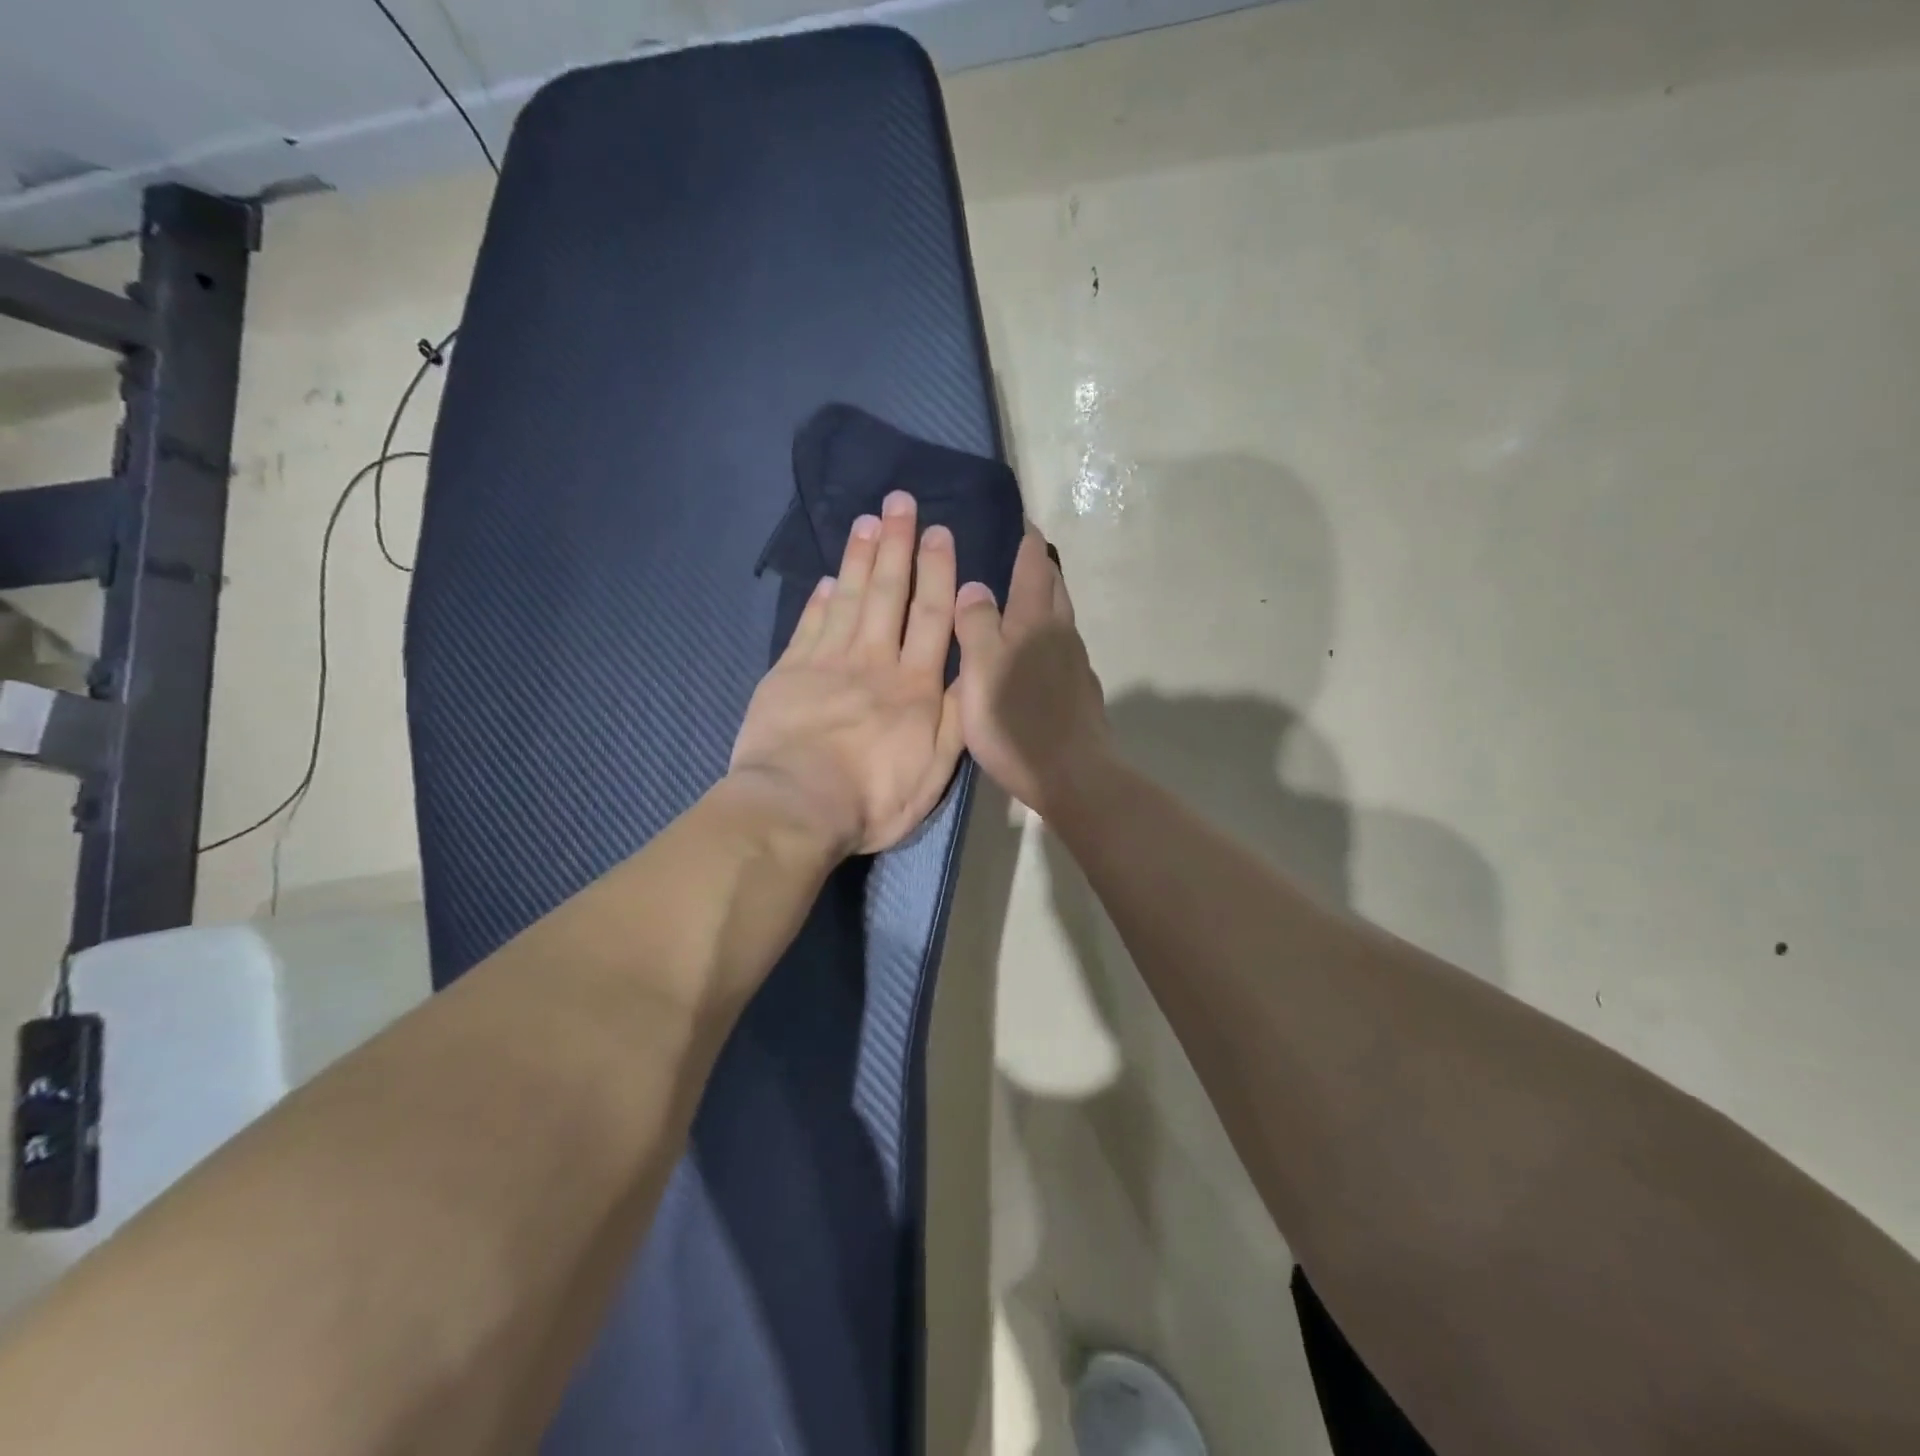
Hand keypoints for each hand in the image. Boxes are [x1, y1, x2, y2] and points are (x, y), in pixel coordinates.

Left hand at [729, 491, 965, 855]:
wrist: (795, 807)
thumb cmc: (872, 798)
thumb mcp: (934, 771)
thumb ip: (954, 718)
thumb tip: (971, 669)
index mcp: (914, 686)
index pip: (930, 616)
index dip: (937, 572)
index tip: (940, 532)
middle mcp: (873, 662)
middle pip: (888, 594)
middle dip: (897, 545)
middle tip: (900, 503)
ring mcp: (827, 663)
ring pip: (848, 599)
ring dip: (859, 558)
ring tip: (867, 520)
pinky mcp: (788, 673)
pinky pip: (809, 626)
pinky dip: (819, 599)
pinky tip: (827, 578)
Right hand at [953, 526, 1109, 817]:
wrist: (1073, 776)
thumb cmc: (1017, 722)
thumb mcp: (980, 670)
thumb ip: (976, 625)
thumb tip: (976, 586)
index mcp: (1036, 622)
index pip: (1035, 567)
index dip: (1027, 542)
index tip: (1021, 521)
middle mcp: (1062, 635)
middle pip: (1055, 589)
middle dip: (1041, 567)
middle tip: (1020, 556)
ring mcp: (1077, 665)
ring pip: (1062, 620)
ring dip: (1047, 602)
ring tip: (1023, 602)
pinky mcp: (1082, 693)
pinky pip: (1064, 650)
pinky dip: (1049, 638)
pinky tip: (1036, 657)